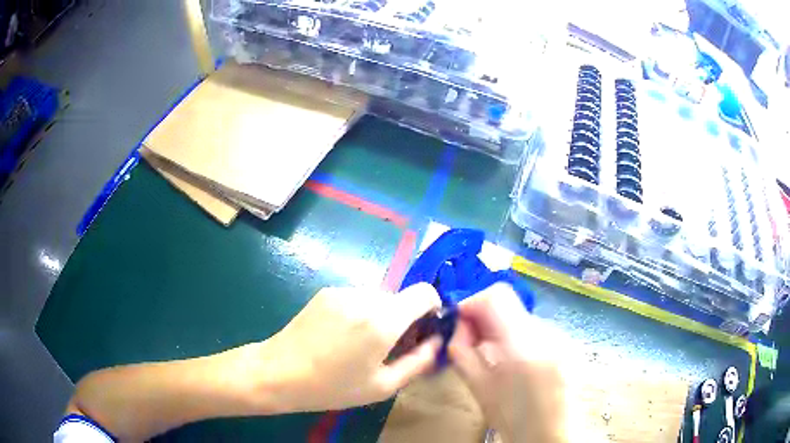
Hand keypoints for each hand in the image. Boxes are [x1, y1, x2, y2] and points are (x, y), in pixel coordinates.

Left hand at [250, 284, 442, 412]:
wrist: (278, 372)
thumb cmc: (332, 387)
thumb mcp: (382, 386)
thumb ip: (418, 362)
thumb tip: (436, 342)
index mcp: (382, 321)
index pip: (424, 292)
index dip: (432, 308)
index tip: (423, 330)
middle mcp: (365, 297)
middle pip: (400, 298)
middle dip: (404, 319)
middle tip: (389, 348)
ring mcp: (342, 291)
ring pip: (379, 298)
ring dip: (381, 316)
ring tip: (361, 345)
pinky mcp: (326, 292)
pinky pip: (357, 297)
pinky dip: (361, 313)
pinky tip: (341, 336)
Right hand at [449, 283, 573, 442]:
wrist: (551, 435)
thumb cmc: (512, 418)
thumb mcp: (478, 388)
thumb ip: (462, 350)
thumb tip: (459, 325)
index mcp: (523, 346)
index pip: (497, 296)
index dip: (472, 303)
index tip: (460, 322)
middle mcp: (548, 332)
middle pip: (510, 305)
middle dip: (486, 320)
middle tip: (473, 344)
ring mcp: (563, 336)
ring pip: (522, 317)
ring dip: (504, 330)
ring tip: (498, 359)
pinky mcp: (569, 342)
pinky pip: (537, 330)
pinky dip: (520, 339)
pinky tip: (518, 364)